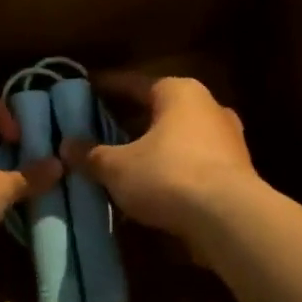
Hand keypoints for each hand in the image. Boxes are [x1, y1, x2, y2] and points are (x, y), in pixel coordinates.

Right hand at [61, 75, 259, 245]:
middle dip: (129, 121)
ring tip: (122, 162)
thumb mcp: (118, 167)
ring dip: (151, 148)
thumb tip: (66, 145)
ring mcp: (227, 139)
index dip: (106, 87)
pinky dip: (170, 170)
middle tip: (99, 129)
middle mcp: (207, 106)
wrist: (229, 218)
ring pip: (177, 138)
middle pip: (158, 109)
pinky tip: (150, 188)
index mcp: (179, 92)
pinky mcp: (236, 171)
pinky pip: (192, 162)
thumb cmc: (168, 175)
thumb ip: (91, 154)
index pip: (133, 83)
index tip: (85, 90)